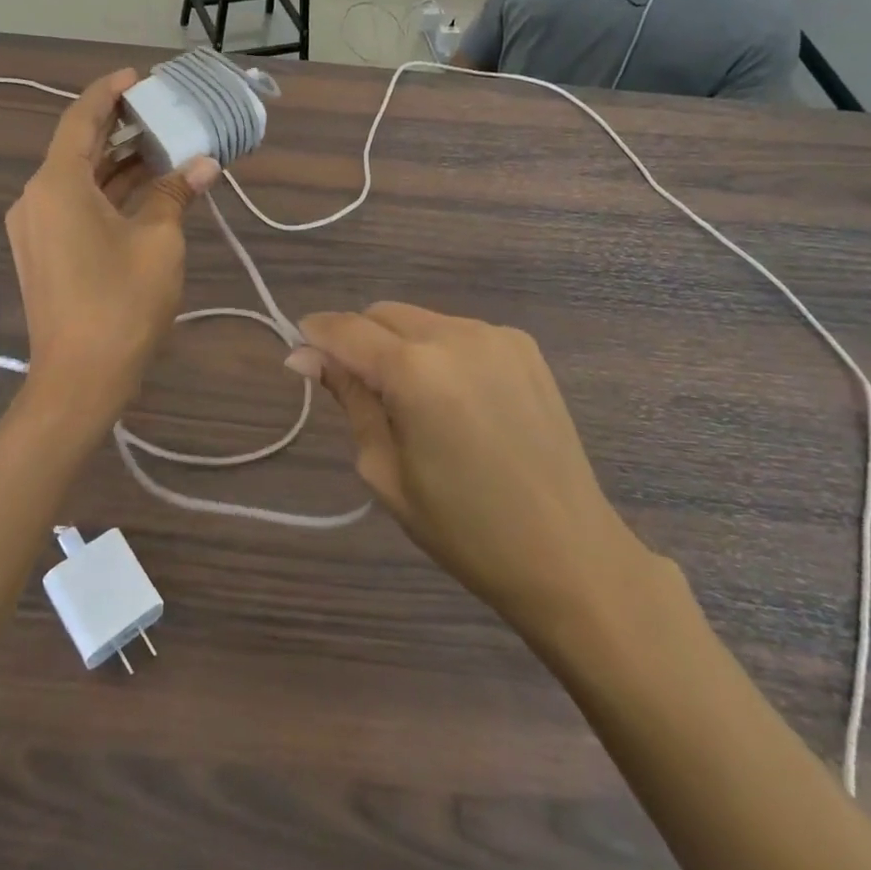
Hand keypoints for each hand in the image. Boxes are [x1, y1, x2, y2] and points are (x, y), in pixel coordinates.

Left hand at [5, 69, 218, 418]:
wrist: (79, 380)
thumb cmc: (121, 303)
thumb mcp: (158, 242)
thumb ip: (175, 195)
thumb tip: (203, 166)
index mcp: (57, 184)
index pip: (81, 119)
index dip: (108, 92)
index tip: (137, 76)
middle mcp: (37, 198)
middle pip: (78, 147)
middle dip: (118, 126)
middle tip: (158, 108)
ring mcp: (36, 228)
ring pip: (78, 179)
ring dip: (117, 162)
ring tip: (161, 144)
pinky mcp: (44, 253)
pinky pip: (75, 206)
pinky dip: (108, 192)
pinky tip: (144, 188)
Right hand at [290, 304, 652, 648]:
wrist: (570, 556)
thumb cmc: (464, 529)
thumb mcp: (385, 470)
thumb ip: (349, 399)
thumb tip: (304, 356)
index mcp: (416, 371)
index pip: (345, 329)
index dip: (315, 336)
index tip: (300, 358)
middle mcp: (455, 335)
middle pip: (381, 314)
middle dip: (357, 340)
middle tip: (359, 392)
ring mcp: (495, 335)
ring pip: (419, 319)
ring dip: (398, 344)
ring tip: (412, 401)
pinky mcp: (523, 346)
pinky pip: (458, 331)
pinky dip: (439, 350)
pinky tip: (455, 398)